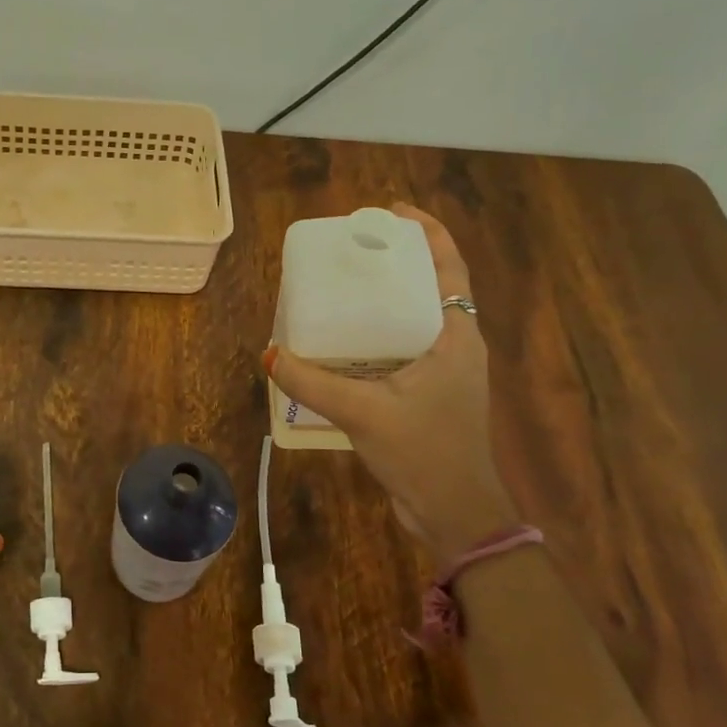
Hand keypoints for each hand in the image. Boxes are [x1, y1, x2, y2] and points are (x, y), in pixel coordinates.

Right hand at [265, 203, 518, 558]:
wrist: (455, 514)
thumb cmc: (423, 453)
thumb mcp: (363, 412)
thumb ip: (313, 382)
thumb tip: (270, 354)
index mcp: (456, 338)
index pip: (450, 268)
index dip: (427, 233)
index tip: (392, 213)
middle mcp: (456, 347)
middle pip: (432, 287)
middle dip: (399, 263)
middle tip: (355, 250)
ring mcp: (446, 373)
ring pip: (417, 320)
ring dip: (388, 300)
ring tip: (345, 288)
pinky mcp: (430, 396)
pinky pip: (404, 349)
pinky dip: (378, 336)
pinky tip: (344, 343)